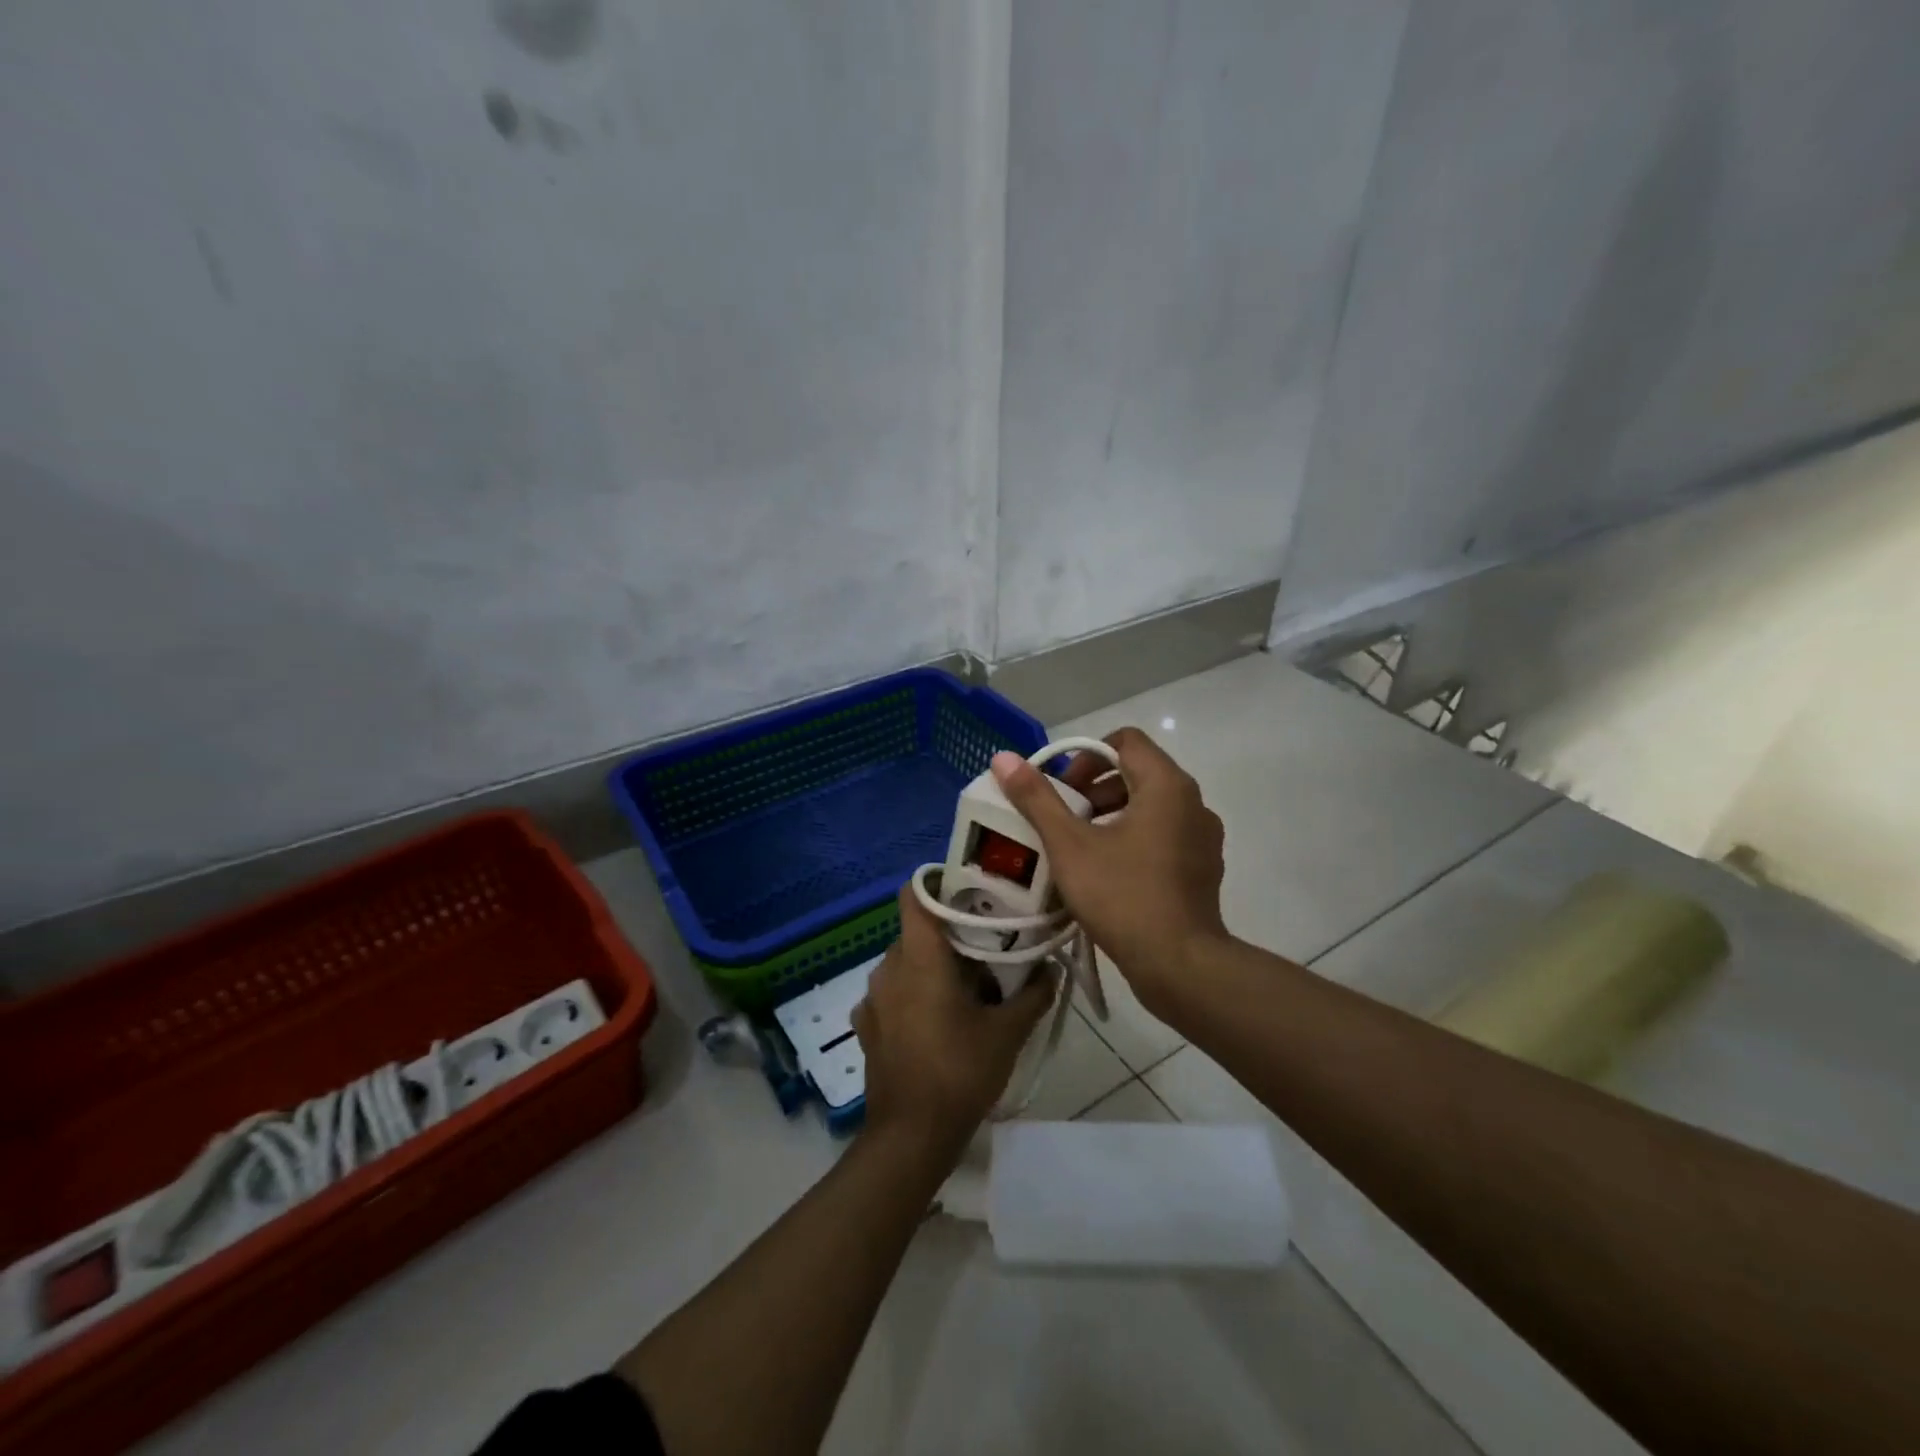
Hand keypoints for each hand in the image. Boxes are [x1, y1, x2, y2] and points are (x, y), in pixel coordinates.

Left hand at [852, 884, 1055, 1153]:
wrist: (909, 1137)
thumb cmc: (959, 1073)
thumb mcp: (1008, 1033)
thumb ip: (1034, 994)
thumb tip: (1050, 967)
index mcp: (919, 958)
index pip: (915, 894)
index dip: (939, 883)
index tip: (971, 893)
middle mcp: (888, 967)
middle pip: (918, 931)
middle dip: (951, 935)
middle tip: (988, 948)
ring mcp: (873, 997)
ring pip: (906, 962)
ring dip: (934, 967)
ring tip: (969, 989)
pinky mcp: (867, 1024)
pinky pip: (894, 992)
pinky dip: (915, 994)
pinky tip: (938, 1021)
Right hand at [991, 727, 1226, 1008]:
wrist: (1180, 965)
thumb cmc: (1123, 896)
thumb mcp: (1069, 845)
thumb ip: (1037, 798)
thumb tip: (1003, 757)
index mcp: (1166, 785)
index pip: (1125, 741)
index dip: (1087, 755)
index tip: (1061, 788)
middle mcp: (1193, 802)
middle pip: (1137, 772)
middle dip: (1095, 788)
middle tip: (1063, 818)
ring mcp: (1203, 837)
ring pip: (1151, 806)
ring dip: (1112, 813)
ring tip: (1079, 846)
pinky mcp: (1203, 868)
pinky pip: (1164, 835)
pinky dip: (1134, 838)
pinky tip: (1107, 871)